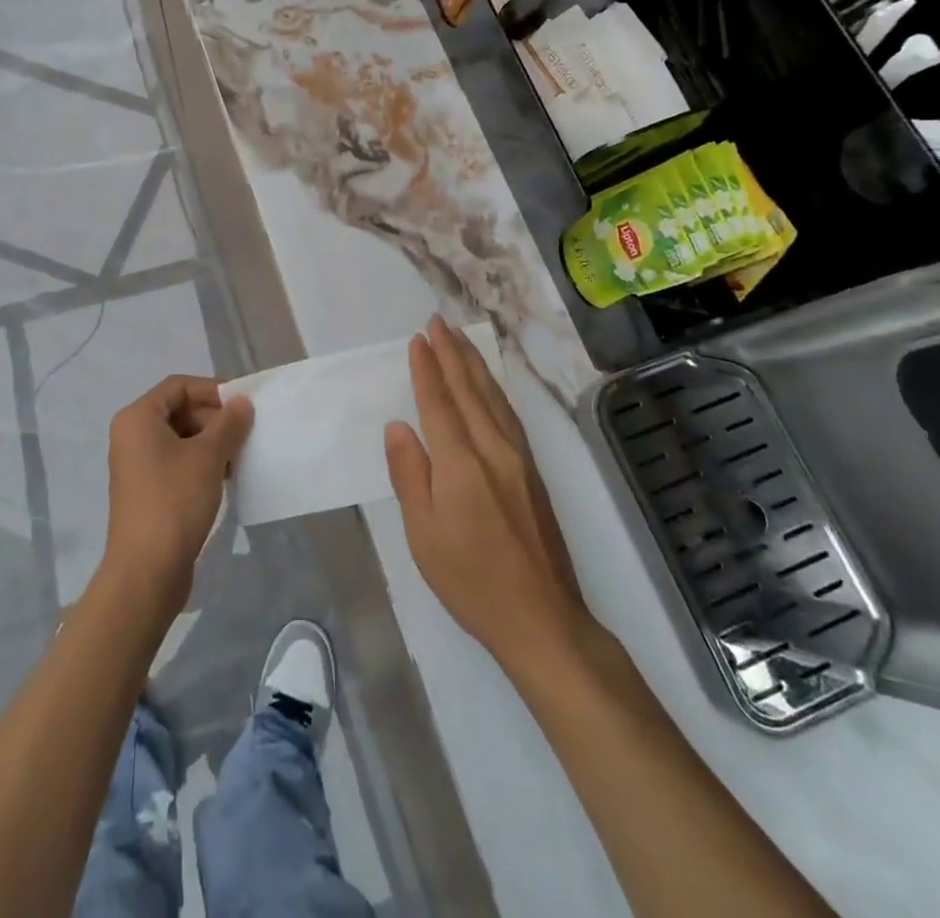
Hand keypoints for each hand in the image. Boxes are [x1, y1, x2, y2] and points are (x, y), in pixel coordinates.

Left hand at [101, 375, 252, 608]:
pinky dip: (202, 463)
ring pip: (181, 438)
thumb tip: (242, 403)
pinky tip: (227, 478)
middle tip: (246, 433)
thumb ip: (229, 424)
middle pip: (179, 410)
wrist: (146, 572)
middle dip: (215, 418)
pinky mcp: (147, 491)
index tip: (243, 405)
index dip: (212, 389)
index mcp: (138, 419)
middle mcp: (132, 436)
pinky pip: (177, 462)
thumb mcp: (208, 457)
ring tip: (241, 456)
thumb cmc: (174, 502)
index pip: (178, 386)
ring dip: (212, 442)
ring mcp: (138, 465)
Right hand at [384, 317, 598, 670]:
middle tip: (438, 322)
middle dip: (452, 353)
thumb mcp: (423, 534)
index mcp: (461, 464)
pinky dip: (494, 390)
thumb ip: (410, 474)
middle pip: (470, 390)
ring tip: (461, 339)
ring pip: (493, 398)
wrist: (541, 618)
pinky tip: (489, 386)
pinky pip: (508, 415)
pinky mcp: (533, 471)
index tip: (419, 339)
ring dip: (475, 365)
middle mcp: (494, 449)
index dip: (427, 369)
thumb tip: (398, 426)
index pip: (439, 403)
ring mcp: (519, 459)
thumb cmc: (470, 580)